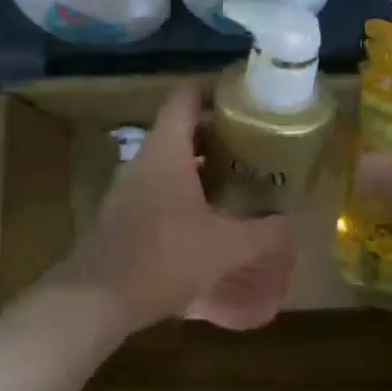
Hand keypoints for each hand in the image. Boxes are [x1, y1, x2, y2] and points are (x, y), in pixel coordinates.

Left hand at [57, 84, 293, 332]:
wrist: (98, 299)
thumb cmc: (164, 259)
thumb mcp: (226, 248)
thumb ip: (264, 233)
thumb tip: (293, 221)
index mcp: (165, 152)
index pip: (184, 98)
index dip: (213, 91)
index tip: (243, 101)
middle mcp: (142, 162)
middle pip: (179, 130)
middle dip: (215, 135)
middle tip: (251, 146)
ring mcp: (126, 189)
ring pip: (167, 163)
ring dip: (199, 167)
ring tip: (235, 181)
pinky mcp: (121, 216)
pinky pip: (157, 190)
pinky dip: (182, 193)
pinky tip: (205, 219)